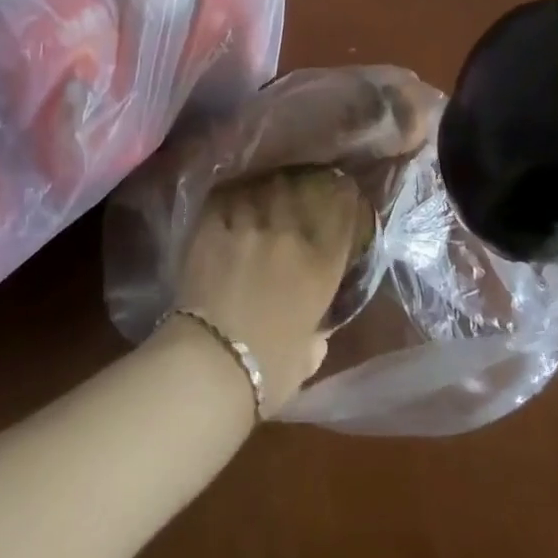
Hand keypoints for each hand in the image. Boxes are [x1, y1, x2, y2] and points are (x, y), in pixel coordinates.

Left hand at [174, 166, 365, 412]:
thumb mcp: (304, 361)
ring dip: (260, 192)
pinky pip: (222, 202)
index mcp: (320, 267)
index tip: (344, 187)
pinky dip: (225, 202)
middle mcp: (289, 236)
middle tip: (293, 184)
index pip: (340, 219)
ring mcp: (249, 227)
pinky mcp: (212, 229)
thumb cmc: (267, 372)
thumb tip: (316, 336)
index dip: (344, 199)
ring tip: (257, 190)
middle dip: (297, 187)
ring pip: (258, 192)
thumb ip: (314, 340)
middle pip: (297, 194)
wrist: (212, 362)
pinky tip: (224, 203)